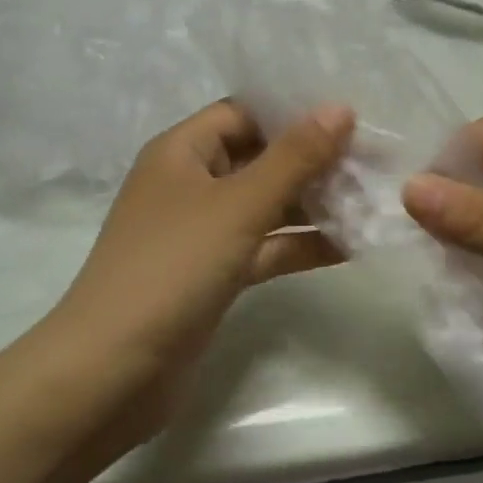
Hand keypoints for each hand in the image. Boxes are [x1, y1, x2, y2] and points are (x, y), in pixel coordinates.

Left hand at [48, 99, 353, 459]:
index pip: (244, 113)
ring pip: (265, 204)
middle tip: (372, 161)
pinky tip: (350, 245)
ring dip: (312, 203)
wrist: (110, 374)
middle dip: (312, 160)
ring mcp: (201, 232)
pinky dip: (299, 243)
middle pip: (259, 157)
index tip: (350, 119)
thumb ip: (294, 157)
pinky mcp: (213, 274)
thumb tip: (341, 107)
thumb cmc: (172, 267)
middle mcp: (190, 183)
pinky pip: (264, 246)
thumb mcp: (239, 205)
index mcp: (182, 151)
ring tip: (371, 199)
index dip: (293, 112)